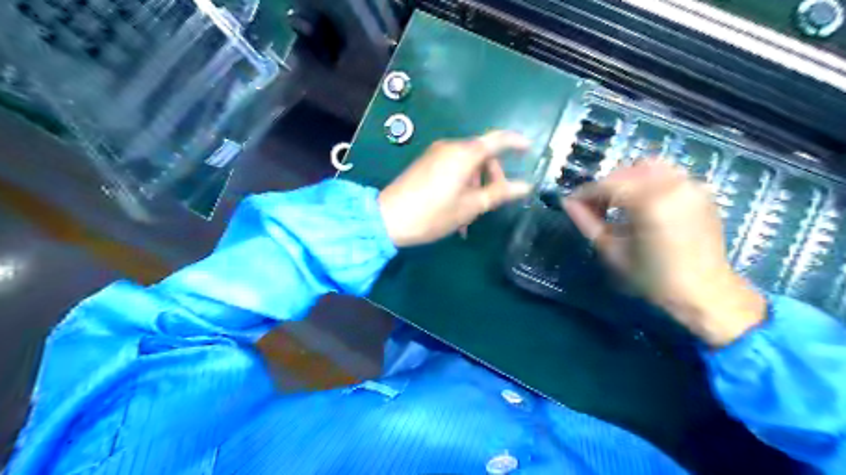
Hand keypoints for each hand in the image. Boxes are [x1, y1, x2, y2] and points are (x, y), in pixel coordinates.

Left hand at [381, 129, 529, 246]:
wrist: (388, 219)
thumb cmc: (434, 213)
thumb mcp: (471, 206)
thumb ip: (499, 193)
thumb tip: (526, 185)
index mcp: (465, 153)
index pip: (497, 140)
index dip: (516, 142)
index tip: (530, 148)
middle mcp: (450, 147)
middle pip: (482, 155)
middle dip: (492, 177)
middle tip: (494, 201)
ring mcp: (435, 155)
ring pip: (467, 166)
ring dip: (475, 187)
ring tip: (470, 217)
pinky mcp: (425, 164)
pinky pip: (452, 170)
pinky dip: (461, 186)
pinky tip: (457, 212)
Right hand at [560, 161, 767, 345]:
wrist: (706, 292)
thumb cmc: (653, 278)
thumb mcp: (613, 252)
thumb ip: (587, 222)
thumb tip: (567, 203)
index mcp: (649, 203)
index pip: (607, 185)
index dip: (585, 193)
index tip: (571, 203)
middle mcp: (672, 185)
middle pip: (625, 172)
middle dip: (604, 187)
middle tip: (594, 207)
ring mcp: (690, 185)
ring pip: (647, 167)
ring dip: (626, 180)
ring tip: (618, 202)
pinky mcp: (701, 191)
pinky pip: (668, 174)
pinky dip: (648, 181)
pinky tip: (642, 202)